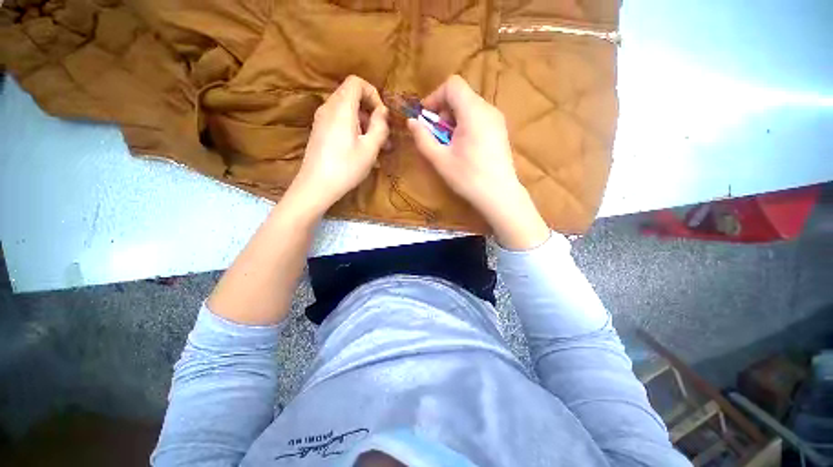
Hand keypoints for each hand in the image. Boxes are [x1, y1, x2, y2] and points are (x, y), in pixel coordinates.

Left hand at [288, 75, 388, 216]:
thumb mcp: (370, 148)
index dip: (373, 94)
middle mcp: (328, 108)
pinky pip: (340, 122)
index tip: (382, 115)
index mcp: (341, 107)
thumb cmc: (346, 167)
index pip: (356, 82)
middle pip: (352, 97)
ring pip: (347, 112)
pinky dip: (354, 131)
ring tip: (378, 147)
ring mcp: (322, 120)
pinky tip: (363, 151)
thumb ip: (380, 126)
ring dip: (365, 125)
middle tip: (384, 136)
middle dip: (371, 113)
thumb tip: (383, 112)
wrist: (316, 186)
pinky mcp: (320, 132)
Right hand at [408, 75, 548, 249]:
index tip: (426, 119)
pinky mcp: (500, 131)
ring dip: (453, 120)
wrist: (499, 195)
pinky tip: (463, 148)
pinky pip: (479, 118)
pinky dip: (465, 126)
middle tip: (436, 136)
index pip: (452, 85)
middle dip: (443, 112)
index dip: (435, 97)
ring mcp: (497, 120)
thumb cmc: (468, 178)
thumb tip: (411, 122)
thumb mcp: (440, 159)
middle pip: (461, 96)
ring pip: (469, 108)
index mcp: (473, 112)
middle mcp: (488, 110)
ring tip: (449, 144)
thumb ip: (423, 138)